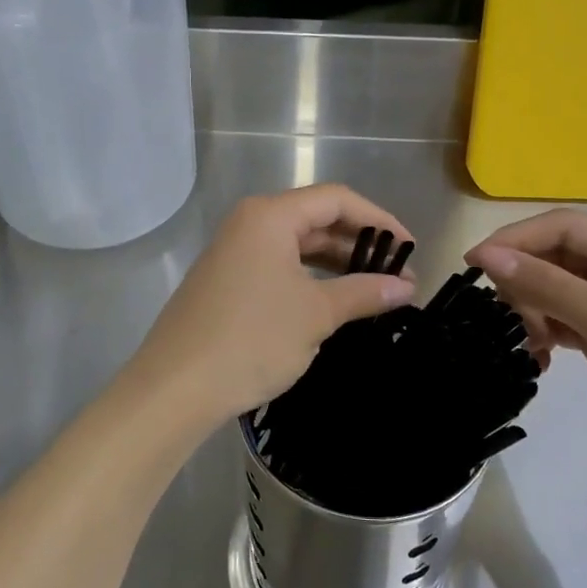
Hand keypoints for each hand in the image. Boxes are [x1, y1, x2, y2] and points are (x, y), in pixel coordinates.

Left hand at [125, 185, 415, 430]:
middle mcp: (249, 224)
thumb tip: (406, 287)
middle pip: (316, 219)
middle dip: (359, 245)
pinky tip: (333, 303)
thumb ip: (364, 293)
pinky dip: (310, 280)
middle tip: (398, 276)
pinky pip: (279, 268)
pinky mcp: (226, 282)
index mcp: (270, 216)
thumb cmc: (252, 338)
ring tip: (374, 291)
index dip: (379, 220)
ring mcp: (234, 253)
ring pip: (297, 246)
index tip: (410, 248)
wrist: (176, 387)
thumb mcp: (316, 314)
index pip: (336, 199)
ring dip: (337, 265)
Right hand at [466, 211, 586, 486]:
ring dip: (531, 308)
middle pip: (555, 254)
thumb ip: (547, 284)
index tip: (474, 262)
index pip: (565, 226)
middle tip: (505, 313)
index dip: (516, 239)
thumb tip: (487, 255)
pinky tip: (539, 355)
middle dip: (524, 279)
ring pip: (552, 285)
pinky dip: (542, 330)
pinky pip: (558, 316)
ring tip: (529, 340)